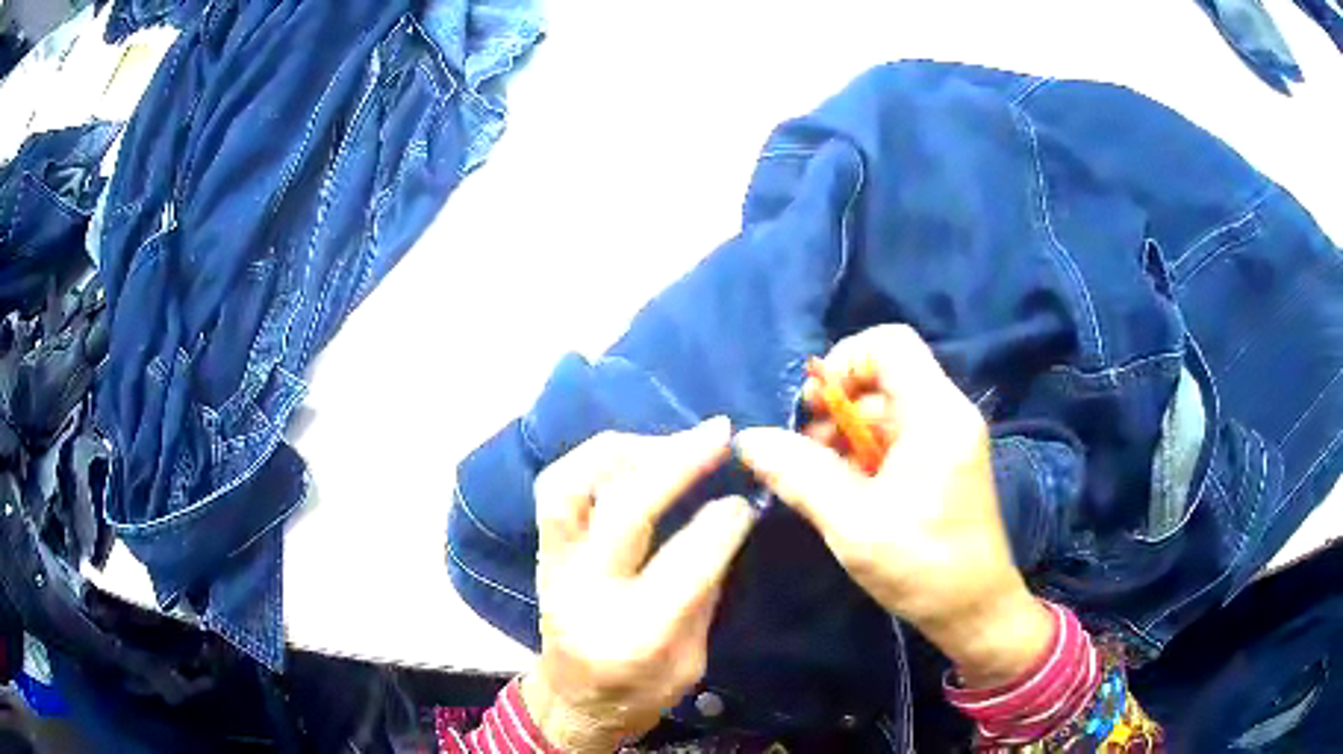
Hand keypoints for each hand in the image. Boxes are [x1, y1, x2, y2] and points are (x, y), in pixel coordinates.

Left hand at [522, 418, 755, 751]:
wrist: (571, 703)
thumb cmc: (638, 694)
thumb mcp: (691, 662)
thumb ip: (704, 592)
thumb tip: (726, 518)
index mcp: (634, 636)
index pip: (684, 563)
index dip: (722, 521)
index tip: (746, 498)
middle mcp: (585, 593)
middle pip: (624, 511)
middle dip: (677, 462)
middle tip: (718, 433)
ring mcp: (553, 567)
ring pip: (570, 486)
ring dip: (623, 450)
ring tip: (669, 439)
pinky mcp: (542, 551)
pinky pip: (557, 487)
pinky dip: (594, 459)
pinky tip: (632, 453)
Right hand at [734, 325, 1050, 686]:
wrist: (974, 612)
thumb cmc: (922, 567)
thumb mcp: (852, 523)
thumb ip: (798, 474)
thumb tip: (747, 440)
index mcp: (936, 414)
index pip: (890, 343)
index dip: (844, 361)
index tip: (814, 410)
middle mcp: (947, 414)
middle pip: (882, 377)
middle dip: (835, 409)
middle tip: (804, 455)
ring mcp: (947, 438)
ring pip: (884, 410)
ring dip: (843, 437)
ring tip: (819, 482)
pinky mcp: (943, 463)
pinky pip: (894, 438)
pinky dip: (862, 456)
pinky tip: (844, 494)